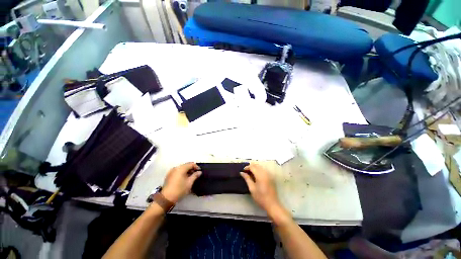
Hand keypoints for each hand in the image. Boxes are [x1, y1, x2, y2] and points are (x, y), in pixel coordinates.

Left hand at [161, 162, 201, 202]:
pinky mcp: (169, 175)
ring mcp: (171, 171)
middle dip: (191, 168)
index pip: (191, 164)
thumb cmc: (179, 190)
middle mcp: (176, 168)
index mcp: (181, 168)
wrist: (166, 198)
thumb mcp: (189, 183)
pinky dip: (182, 172)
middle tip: (196, 174)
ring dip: (187, 170)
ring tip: (190, 176)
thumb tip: (199, 172)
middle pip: (186, 165)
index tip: (199, 171)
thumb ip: (195, 175)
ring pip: (181, 168)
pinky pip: (177, 171)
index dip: (196, 166)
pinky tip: (184, 178)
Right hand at [240, 163, 282, 215]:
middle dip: (251, 167)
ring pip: (260, 167)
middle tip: (246, 172)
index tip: (243, 171)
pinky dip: (259, 170)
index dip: (247, 167)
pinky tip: (256, 175)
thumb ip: (247, 179)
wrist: (272, 204)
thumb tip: (242, 172)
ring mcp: (269, 175)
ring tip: (250, 173)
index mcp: (260, 175)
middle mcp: (265, 173)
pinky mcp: (271, 177)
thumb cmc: (260, 197)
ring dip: (255, 168)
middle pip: (257, 165)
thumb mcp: (252, 188)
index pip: (252, 167)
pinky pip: (264, 170)